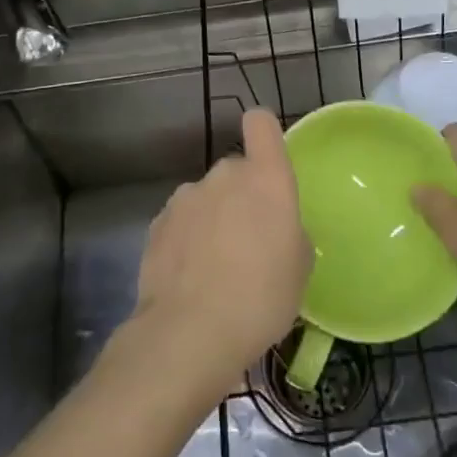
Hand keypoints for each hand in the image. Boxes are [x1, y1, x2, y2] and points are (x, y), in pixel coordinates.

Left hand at [131, 108, 310, 395]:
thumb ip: (290, 232)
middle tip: (250, 241)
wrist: (190, 332)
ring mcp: (186, 198)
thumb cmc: (262, 296)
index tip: (268, 157)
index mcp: (266, 178)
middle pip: (236, 170)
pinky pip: (181, 222)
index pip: (261, 124)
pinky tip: (190, 278)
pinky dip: (187, 240)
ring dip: (213, 218)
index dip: (264, 133)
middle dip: (242, 195)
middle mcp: (224, 175)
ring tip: (216, 266)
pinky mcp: (157, 224)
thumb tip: (275, 230)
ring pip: (206, 197)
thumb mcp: (299, 268)